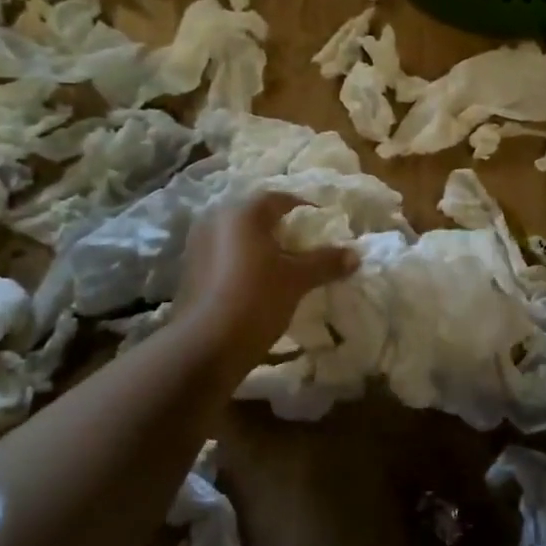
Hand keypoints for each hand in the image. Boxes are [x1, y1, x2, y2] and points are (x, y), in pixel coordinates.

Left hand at [171, 190, 358, 375]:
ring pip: (238, 237)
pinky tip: (257, 283)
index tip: (323, 225)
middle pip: (256, 216)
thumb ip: (326, 262)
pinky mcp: (190, 271)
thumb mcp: (297, 279)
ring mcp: (198, 245)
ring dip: (260, 247)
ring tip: (283, 266)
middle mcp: (216, 219)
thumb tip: (355, 255)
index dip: (305, 209)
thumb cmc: (257, 299)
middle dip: (281, 229)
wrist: (205, 346)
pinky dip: (242, 263)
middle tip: (305, 246)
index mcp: (243, 212)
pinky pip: (224, 256)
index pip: (280, 199)